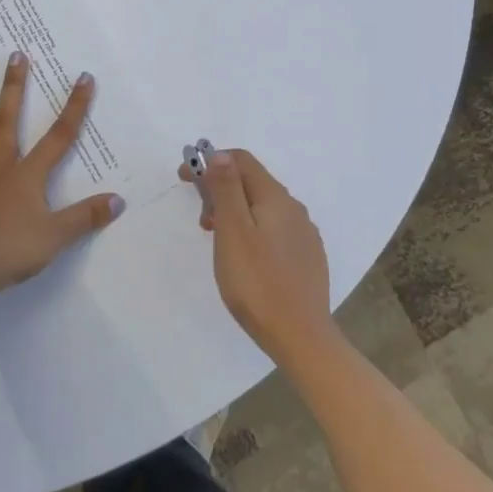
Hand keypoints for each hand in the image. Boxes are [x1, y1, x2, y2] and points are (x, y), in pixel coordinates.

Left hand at [0, 51, 123, 296]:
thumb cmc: (13, 252)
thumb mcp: (57, 237)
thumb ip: (86, 217)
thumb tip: (118, 200)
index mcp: (27, 177)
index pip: (58, 138)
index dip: (74, 108)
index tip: (83, 78)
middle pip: (7, 122)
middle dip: (14, 88)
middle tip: (15, 55)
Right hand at [179, 148, 337, 365]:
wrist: (301, 336)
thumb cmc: (257, 283)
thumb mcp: (232, 231)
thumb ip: (226, 189)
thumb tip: (220, 154)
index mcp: (275, 197)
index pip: (241, 160)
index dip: (210, 162)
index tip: (185, 180)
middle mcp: (294, 208)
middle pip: (252, 182)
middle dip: (221, 189)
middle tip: (201, 220)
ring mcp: (304, 234)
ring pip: (263, 207)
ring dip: (235, 211)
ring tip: (218, 241)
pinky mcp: (307, 257)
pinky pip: (274, 229)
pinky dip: (252, 230)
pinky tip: (245, 258)